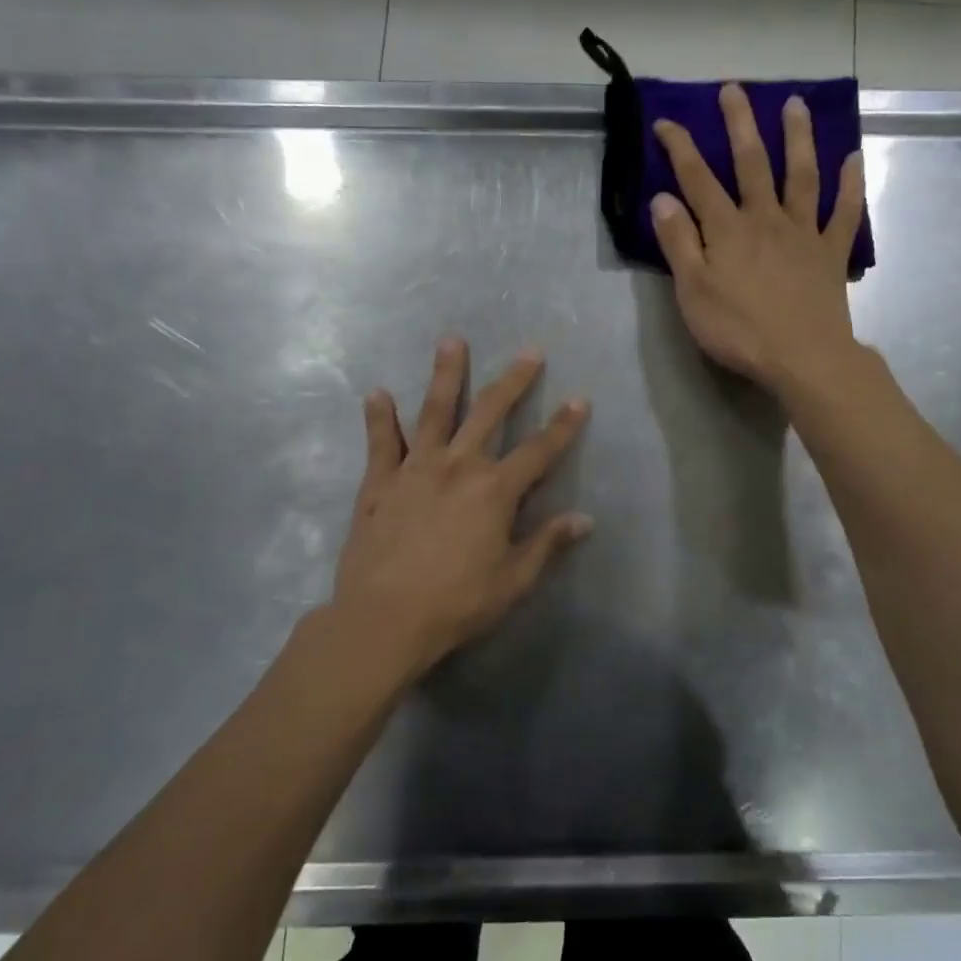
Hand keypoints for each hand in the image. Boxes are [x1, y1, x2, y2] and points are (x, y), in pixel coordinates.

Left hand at [330, 338, 590, 677]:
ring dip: (445, 374)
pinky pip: (381, 442)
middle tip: (529, 351)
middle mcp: (458, 466)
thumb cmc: (457, 603)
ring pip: (434, 411)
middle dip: (514, 381)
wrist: (383, 619)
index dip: (563, 425)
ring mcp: (415, 469)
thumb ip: (547, 544)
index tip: (579, 399)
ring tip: (452, 341)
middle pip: (490, 413)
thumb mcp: (513, 580)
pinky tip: (377, 392)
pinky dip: (379, 417)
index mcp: (495, 490)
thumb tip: (584, 519)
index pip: (539, 451)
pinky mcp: (379, 483)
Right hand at [650, 83, 866, 392]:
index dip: (681, 148)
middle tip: (734, 89)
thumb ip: (679, 243)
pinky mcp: (831, 253)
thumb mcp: (693, 292)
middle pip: (752, 162)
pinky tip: (854, 158)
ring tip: (795, 104)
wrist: (803, 357)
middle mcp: (766, 218)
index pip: (698, 179)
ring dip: (797, 137)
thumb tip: (663, 198)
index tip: (666, 121)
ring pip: (801, 175)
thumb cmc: (739, 330)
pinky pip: (844, 212)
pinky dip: (851, 185)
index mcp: (727, 229)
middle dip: (740, 124)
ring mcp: (803, 232)